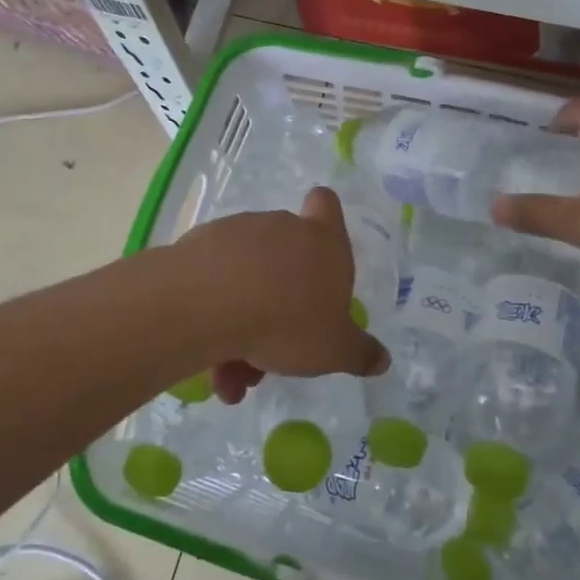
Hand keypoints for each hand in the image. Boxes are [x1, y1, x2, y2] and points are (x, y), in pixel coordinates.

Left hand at [186, 188, 389, 403]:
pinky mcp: (196, 249)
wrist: (210, 303)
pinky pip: (212, 285)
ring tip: (231, 374)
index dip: (325, 217)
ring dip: (243, 323)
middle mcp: (280, 228)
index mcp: (322, 241)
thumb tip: (383, 360)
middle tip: (273, 352)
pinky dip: (212, 319)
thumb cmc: (290, 319)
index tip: (318, 246)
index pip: (326, 205)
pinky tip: (207, 357)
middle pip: (285, 258)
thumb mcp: (335, 349)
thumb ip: (359, 353)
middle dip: (279, 305)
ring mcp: (235, 234)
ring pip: (246, 279)